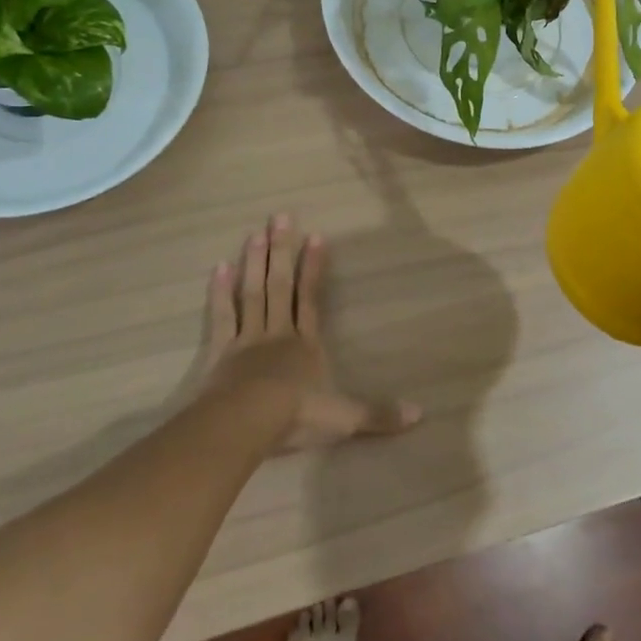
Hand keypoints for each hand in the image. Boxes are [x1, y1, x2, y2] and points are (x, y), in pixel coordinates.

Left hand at [195, 214, 421, 450]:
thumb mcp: (344, 418)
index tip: (316, 236)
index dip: (314, 267)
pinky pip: (223, 316)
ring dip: (254, 263)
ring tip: (255, 233)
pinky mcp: (221, 352)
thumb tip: (421, 415)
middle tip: (280, 217)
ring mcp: (247, 340)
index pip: (311, 298)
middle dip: (282, 251)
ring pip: (252, 293)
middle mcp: (278, 333)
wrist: (246, 423)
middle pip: (280, 285)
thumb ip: (379, 416)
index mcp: (306, 345)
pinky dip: (220, 293)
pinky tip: (219, 267)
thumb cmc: (297, 416)